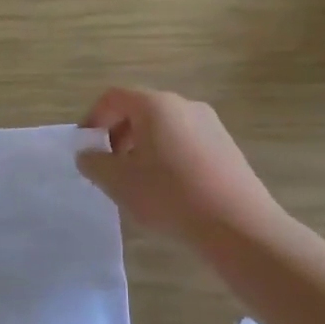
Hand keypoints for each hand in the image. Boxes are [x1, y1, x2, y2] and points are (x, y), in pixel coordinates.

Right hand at [76, 88, 282, 243]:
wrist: (237, 225)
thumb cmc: (168, 195)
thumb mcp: (118, 182)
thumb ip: (94, 163)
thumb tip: (87, 154)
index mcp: (155, 105)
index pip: (113, 98)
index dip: (93, 119)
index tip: (87, 148)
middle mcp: (184, 105)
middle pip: (140, 110)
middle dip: (118, 135)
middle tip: (110, 167)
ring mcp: (210, 125)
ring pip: (164, 128)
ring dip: (142, 148)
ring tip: (138, 183)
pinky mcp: (226, 147)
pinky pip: (186, 143)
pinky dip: (167, 157)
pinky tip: (169, 190)